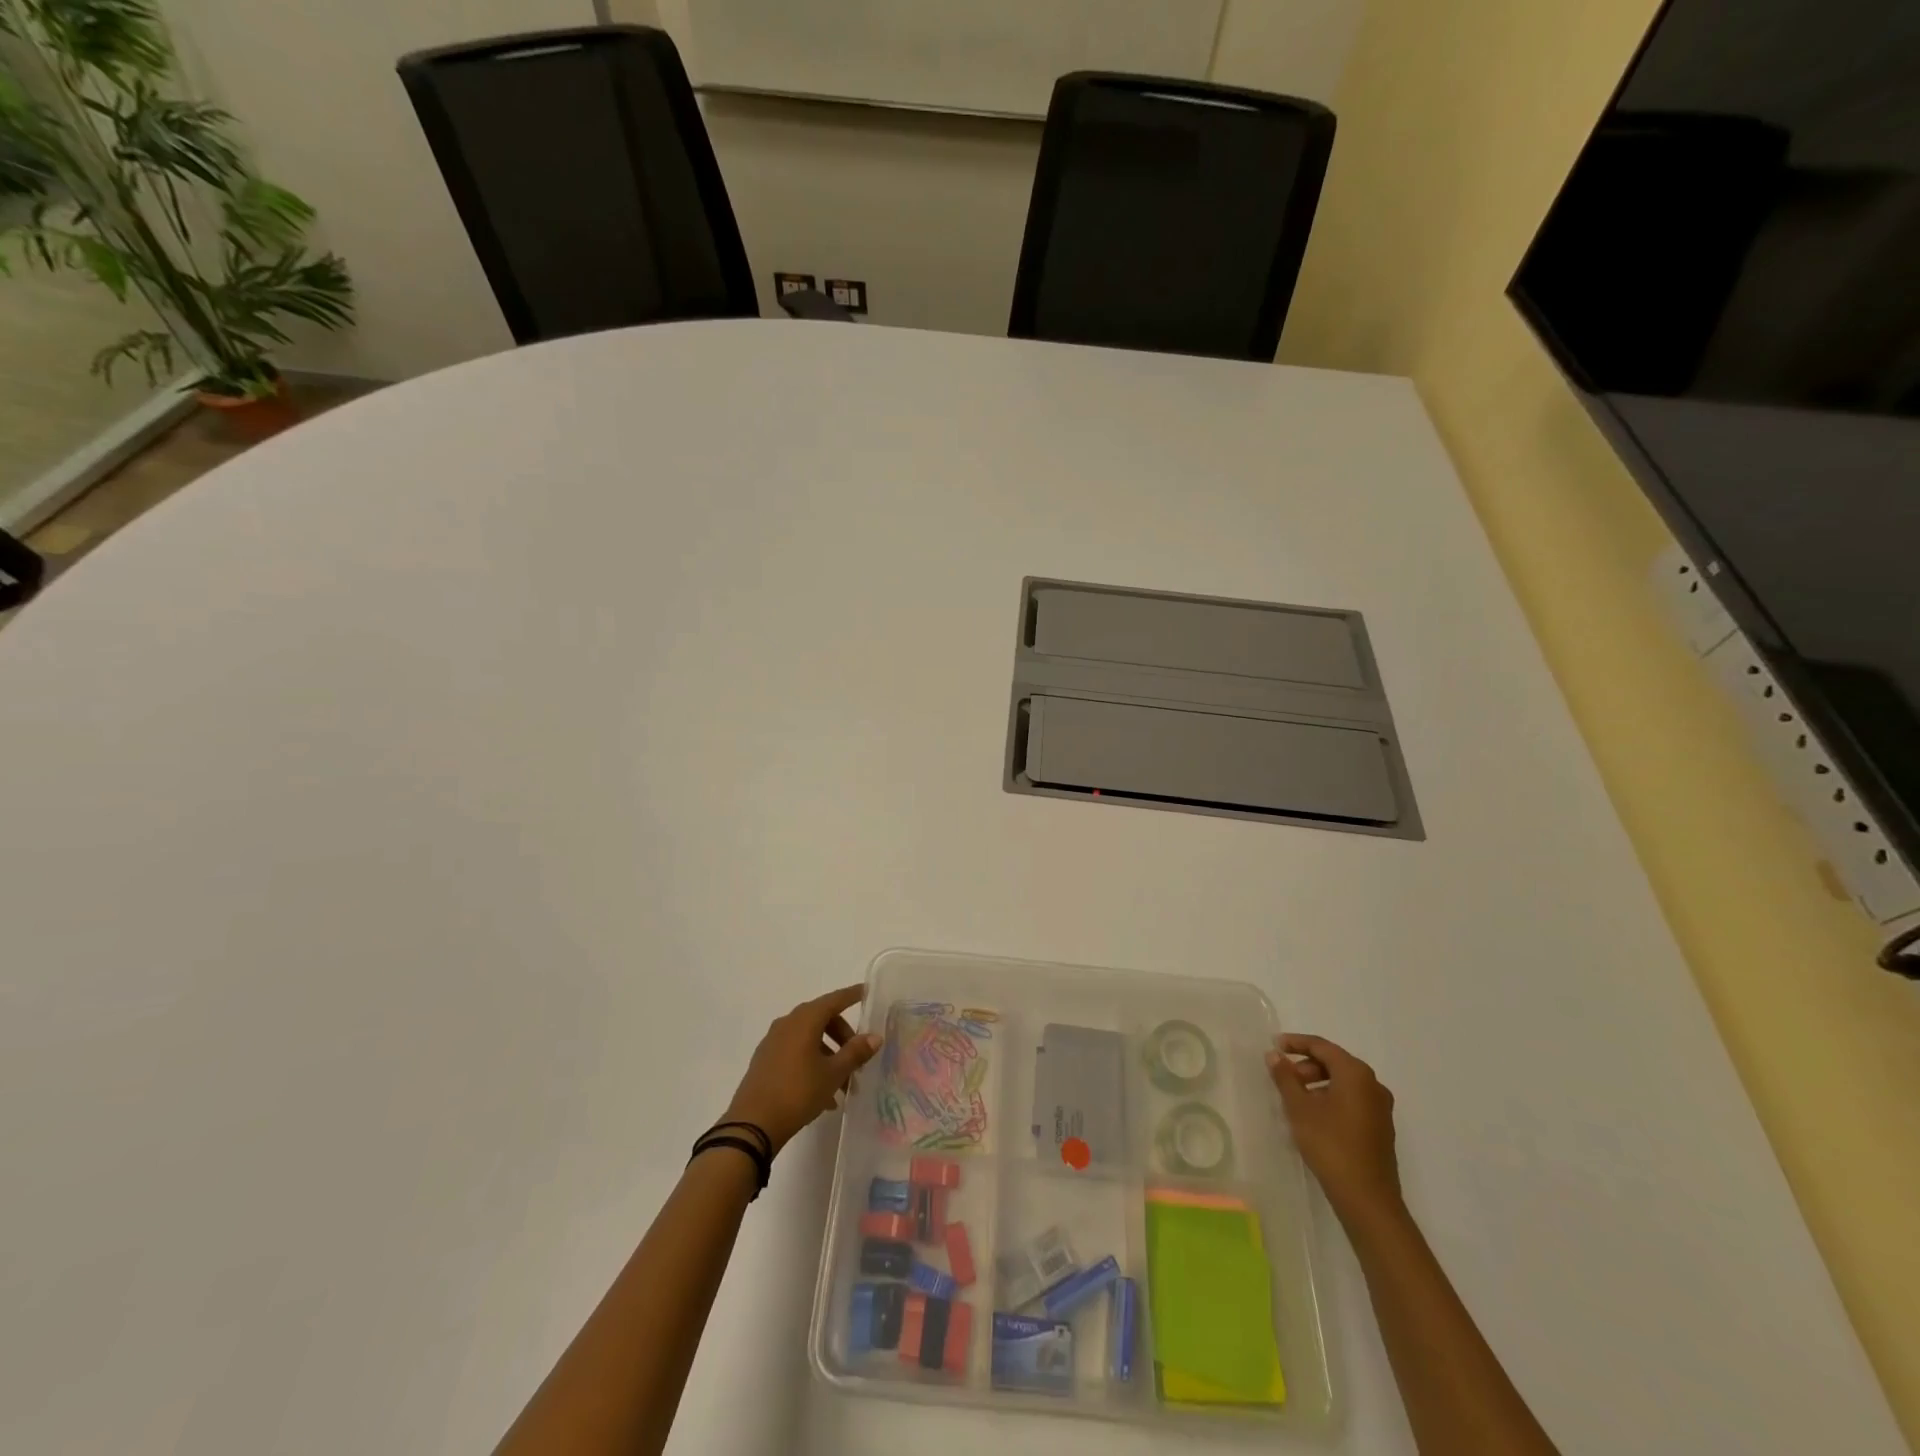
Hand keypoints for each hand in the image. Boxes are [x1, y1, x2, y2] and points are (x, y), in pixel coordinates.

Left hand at [723, 985, 882, 1155]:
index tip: (867, 991)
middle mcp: (787, 1023)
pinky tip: (823, 1094)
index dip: (852, 995)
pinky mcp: (765, 1060)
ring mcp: (773, 1041)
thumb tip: (875, 1037)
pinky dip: (812, 1063)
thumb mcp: (833, 1073)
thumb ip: (855, 1052)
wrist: (753, 1124)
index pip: (835, 1000)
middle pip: (822, 1019)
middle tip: (858, 1058)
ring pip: (809, 1039)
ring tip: (843, 1086)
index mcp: (805, 1020)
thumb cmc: (798, 1092)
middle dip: (843, 1037)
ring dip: (829, 1055)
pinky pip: (796, 1052)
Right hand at [1267, 1033, 1402, 1222]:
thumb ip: (1285, 1077)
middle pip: (1335, 1063)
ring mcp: (1380, 1108)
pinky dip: (1331, 1098)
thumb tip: (1274, 1055)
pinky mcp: (1380, 1128)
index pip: (1322, 1046)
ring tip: (1295, 1098)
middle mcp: (1373, 1085)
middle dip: (1306, 1065)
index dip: (1296, 1043)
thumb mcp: (1300, 1108)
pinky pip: (1352, 1100)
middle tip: (1283, 1076)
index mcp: (1356, 1074)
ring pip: (1344, 1083)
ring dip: (1318, 1083)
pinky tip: (1314, 1116)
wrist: (1367, 1199)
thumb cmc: (1330, 1144)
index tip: (1274, 1045)